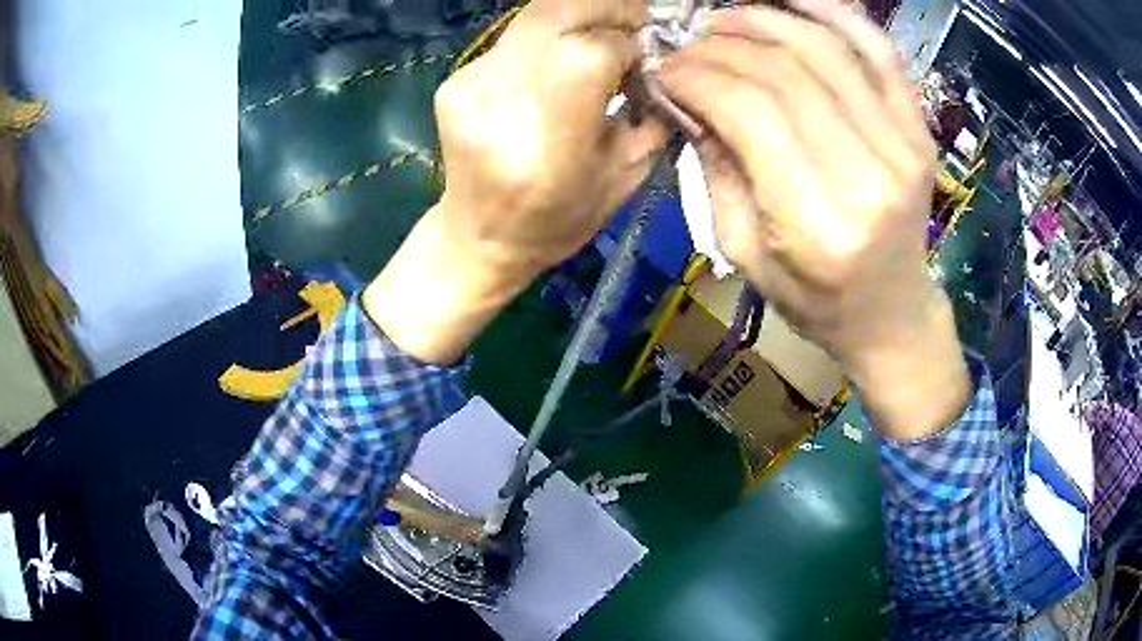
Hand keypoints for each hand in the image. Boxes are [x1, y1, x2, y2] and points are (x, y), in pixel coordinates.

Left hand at [433, 0, 664, 276]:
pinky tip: (552, 68)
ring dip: (575, 19)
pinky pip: (513, 42)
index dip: (633, 44)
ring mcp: (474, 78)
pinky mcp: (455, 81)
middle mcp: (508, 86)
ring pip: (535, 17)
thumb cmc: (558, 219)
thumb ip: (649, 114)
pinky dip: (543, 43)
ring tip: (596, 39)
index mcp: (556, 118)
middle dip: (607, 9)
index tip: (645, 58)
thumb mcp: (624, 177)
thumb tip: (659, 67)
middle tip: (629, 22)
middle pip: (562, 9)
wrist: (478, 239)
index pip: (604, 45)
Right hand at [656, 0, 969, 439]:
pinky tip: (793, 2)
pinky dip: (836, 14)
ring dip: (765, 20)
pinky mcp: (919, 130)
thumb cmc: (816, 300)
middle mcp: (867, 174)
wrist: (892, 313)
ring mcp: (902, 145)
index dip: (697, 76)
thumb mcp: (746, 254)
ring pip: (825, 49)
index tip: (664, 69)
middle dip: (721, 47)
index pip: (749, 110)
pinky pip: (880, 52)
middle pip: (784, 72)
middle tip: (688, 47)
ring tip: (725, 19)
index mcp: (817, 221)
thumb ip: (716, 169)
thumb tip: (685, 98)